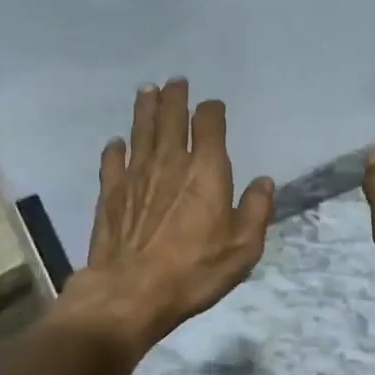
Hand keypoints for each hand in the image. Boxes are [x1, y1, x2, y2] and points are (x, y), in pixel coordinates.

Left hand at [60, 79, 274, 361]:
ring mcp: (136, 175)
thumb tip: (263, 182)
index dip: (212, 110)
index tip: (213, 107)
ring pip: (141, 130)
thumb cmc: (194, 271)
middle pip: (171, 117)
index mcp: (207, 170)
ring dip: (145, 108)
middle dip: (175, 97)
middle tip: (175, 82)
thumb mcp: (243, 247)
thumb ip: (256, 210)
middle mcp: (170, 162)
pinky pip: (113, 161)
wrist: (132, 292)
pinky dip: (116, 148)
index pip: (210, 124)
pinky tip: (116, 143)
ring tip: (147, 91)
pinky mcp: (111, 193)